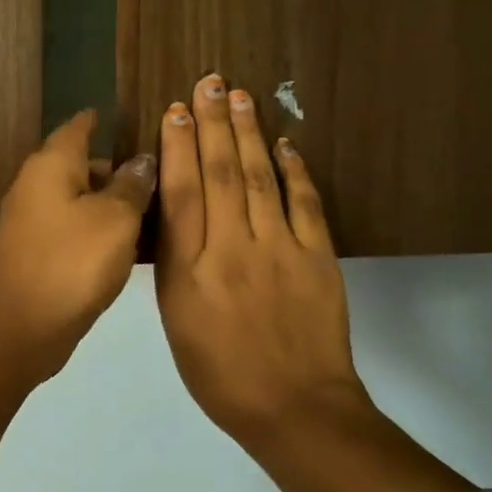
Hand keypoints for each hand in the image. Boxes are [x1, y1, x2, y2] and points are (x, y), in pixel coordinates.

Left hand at [0, 110, 156, 379]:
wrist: (24, 326)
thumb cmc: (73, 262)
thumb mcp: (116, 219)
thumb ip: (132, 185)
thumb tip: (141, 160)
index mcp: (50, 166)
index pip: (77, 128)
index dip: (100, 121)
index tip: (123, 117)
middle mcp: (33, 186)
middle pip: (77, 165)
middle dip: (113, 169)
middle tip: (154, 178)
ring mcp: (28, 221)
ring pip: (74, 199)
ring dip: (106, 203)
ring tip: (147, 213)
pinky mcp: (32, 251)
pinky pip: (68, 227)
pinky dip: (93, 228)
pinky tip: (122, 246)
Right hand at [154, 75, 376, 440]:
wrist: (294, 409)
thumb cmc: (219, 372)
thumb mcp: (176, 319)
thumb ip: (173, 263)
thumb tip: (175, 212)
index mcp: (189, 269)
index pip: (181, 193)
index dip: (178, 147)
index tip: (176, 110)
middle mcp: (232, 248)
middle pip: (220, 173)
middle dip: (213, 123)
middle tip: (210, 82)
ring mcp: (280, 249)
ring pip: (260, 177)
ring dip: (250, 133)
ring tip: (241, 97)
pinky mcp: (318, 257)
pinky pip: (305, 203)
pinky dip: (295, 170)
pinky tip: (285, 145)